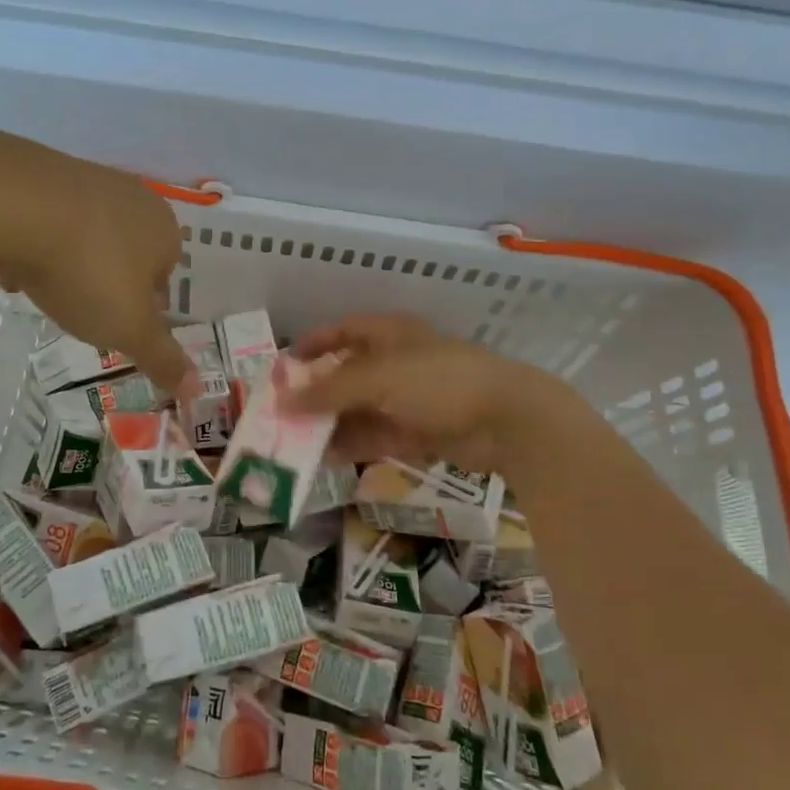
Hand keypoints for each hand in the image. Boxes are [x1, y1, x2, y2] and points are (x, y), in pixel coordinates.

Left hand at [0, 126, 192, 400]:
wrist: (14, 206)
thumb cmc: (87, 271)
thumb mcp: (129, 328)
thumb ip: (162, 358)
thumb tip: (197, 389)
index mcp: (163, 230)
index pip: (165, 274)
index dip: (142, 305)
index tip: (116, 325)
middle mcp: (132, 197)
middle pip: (124, 252)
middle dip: (105, 282)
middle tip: (81, 309)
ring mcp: (86, 179)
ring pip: (84, 235)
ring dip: (69, 264)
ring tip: (44, 290)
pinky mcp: (41, 171)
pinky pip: (46, 219)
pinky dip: (35, 243)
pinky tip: (14, 265)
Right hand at [290, 313, 608, 475]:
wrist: (507, 421)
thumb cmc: (438, 382)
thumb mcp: (377, 379)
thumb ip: (328, 391)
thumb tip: (282, 401)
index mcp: (390, 334)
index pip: (344, 331)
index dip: (314, 344)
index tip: (285, 364)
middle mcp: (397, 362)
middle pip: (348, 374)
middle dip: (317, 392)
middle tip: (283, 412)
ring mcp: (410, 398)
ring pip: (360, 409)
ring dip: (331, 423)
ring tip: (296, 442)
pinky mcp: (420, 431)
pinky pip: (377, 435)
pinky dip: (353, 444)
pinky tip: (326, 458)